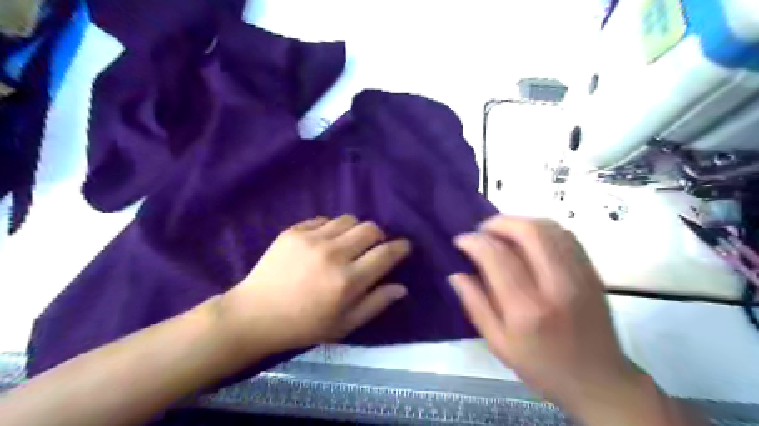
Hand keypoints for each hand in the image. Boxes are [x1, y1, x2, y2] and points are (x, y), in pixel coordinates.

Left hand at [218, 215, 408, 353]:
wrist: (255, 315)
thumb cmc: (303, 326)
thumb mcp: (344, 325)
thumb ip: (375, 303)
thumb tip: (401, 287)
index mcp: (348, 281)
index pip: (386, 253)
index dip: (401, 247)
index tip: (404, 246)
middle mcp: (333, 254)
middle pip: (370, 229)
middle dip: (379, 236)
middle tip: (374, 247)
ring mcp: (312, 239)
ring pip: (348, 219)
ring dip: (356, 230)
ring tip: (348, 243)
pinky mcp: (293, 231)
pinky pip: (324, 219)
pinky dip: (331, 228)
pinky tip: (325, 242)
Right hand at [450, 216, 639, 411]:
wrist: (599, 381)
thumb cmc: (542, 366)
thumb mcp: (498, 344)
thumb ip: (475, 305)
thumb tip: (456, 273)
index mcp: (527, 310)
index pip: (497, 257)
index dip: (474, 241)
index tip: (461, 240)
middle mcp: (557, 286)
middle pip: (529, 232)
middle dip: (499, 223)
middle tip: (482, 231)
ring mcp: (580, 275)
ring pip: (549, 228)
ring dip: (520, 222)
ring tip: (502, 233)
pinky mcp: (592, 271)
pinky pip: (565, 235)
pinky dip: (541, 228)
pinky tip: (528, 239)